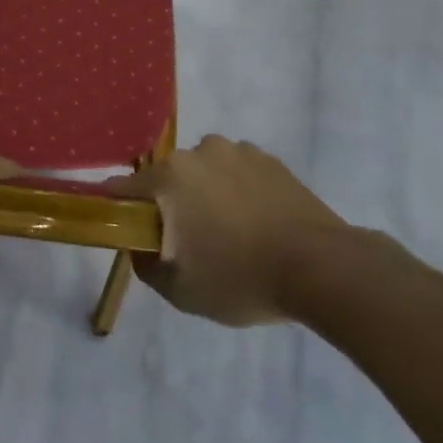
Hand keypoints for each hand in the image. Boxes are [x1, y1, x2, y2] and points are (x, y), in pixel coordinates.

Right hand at [112, 136, 348, 325]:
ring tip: (231, 232)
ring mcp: (238, 151)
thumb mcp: (181, 291)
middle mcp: (198, 153)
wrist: (323, 268)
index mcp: (169, 178)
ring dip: (207, 193)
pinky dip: (239, 191)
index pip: (124, 187)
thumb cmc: (241, 277)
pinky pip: (239, 172)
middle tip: (189, 241)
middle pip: (168, 178)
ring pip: (205, 171)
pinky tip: (258, 222)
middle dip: (171, 204)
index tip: (125, 228)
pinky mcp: (271, 160)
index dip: (119, 208)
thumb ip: (147, 266)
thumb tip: (140, 247)